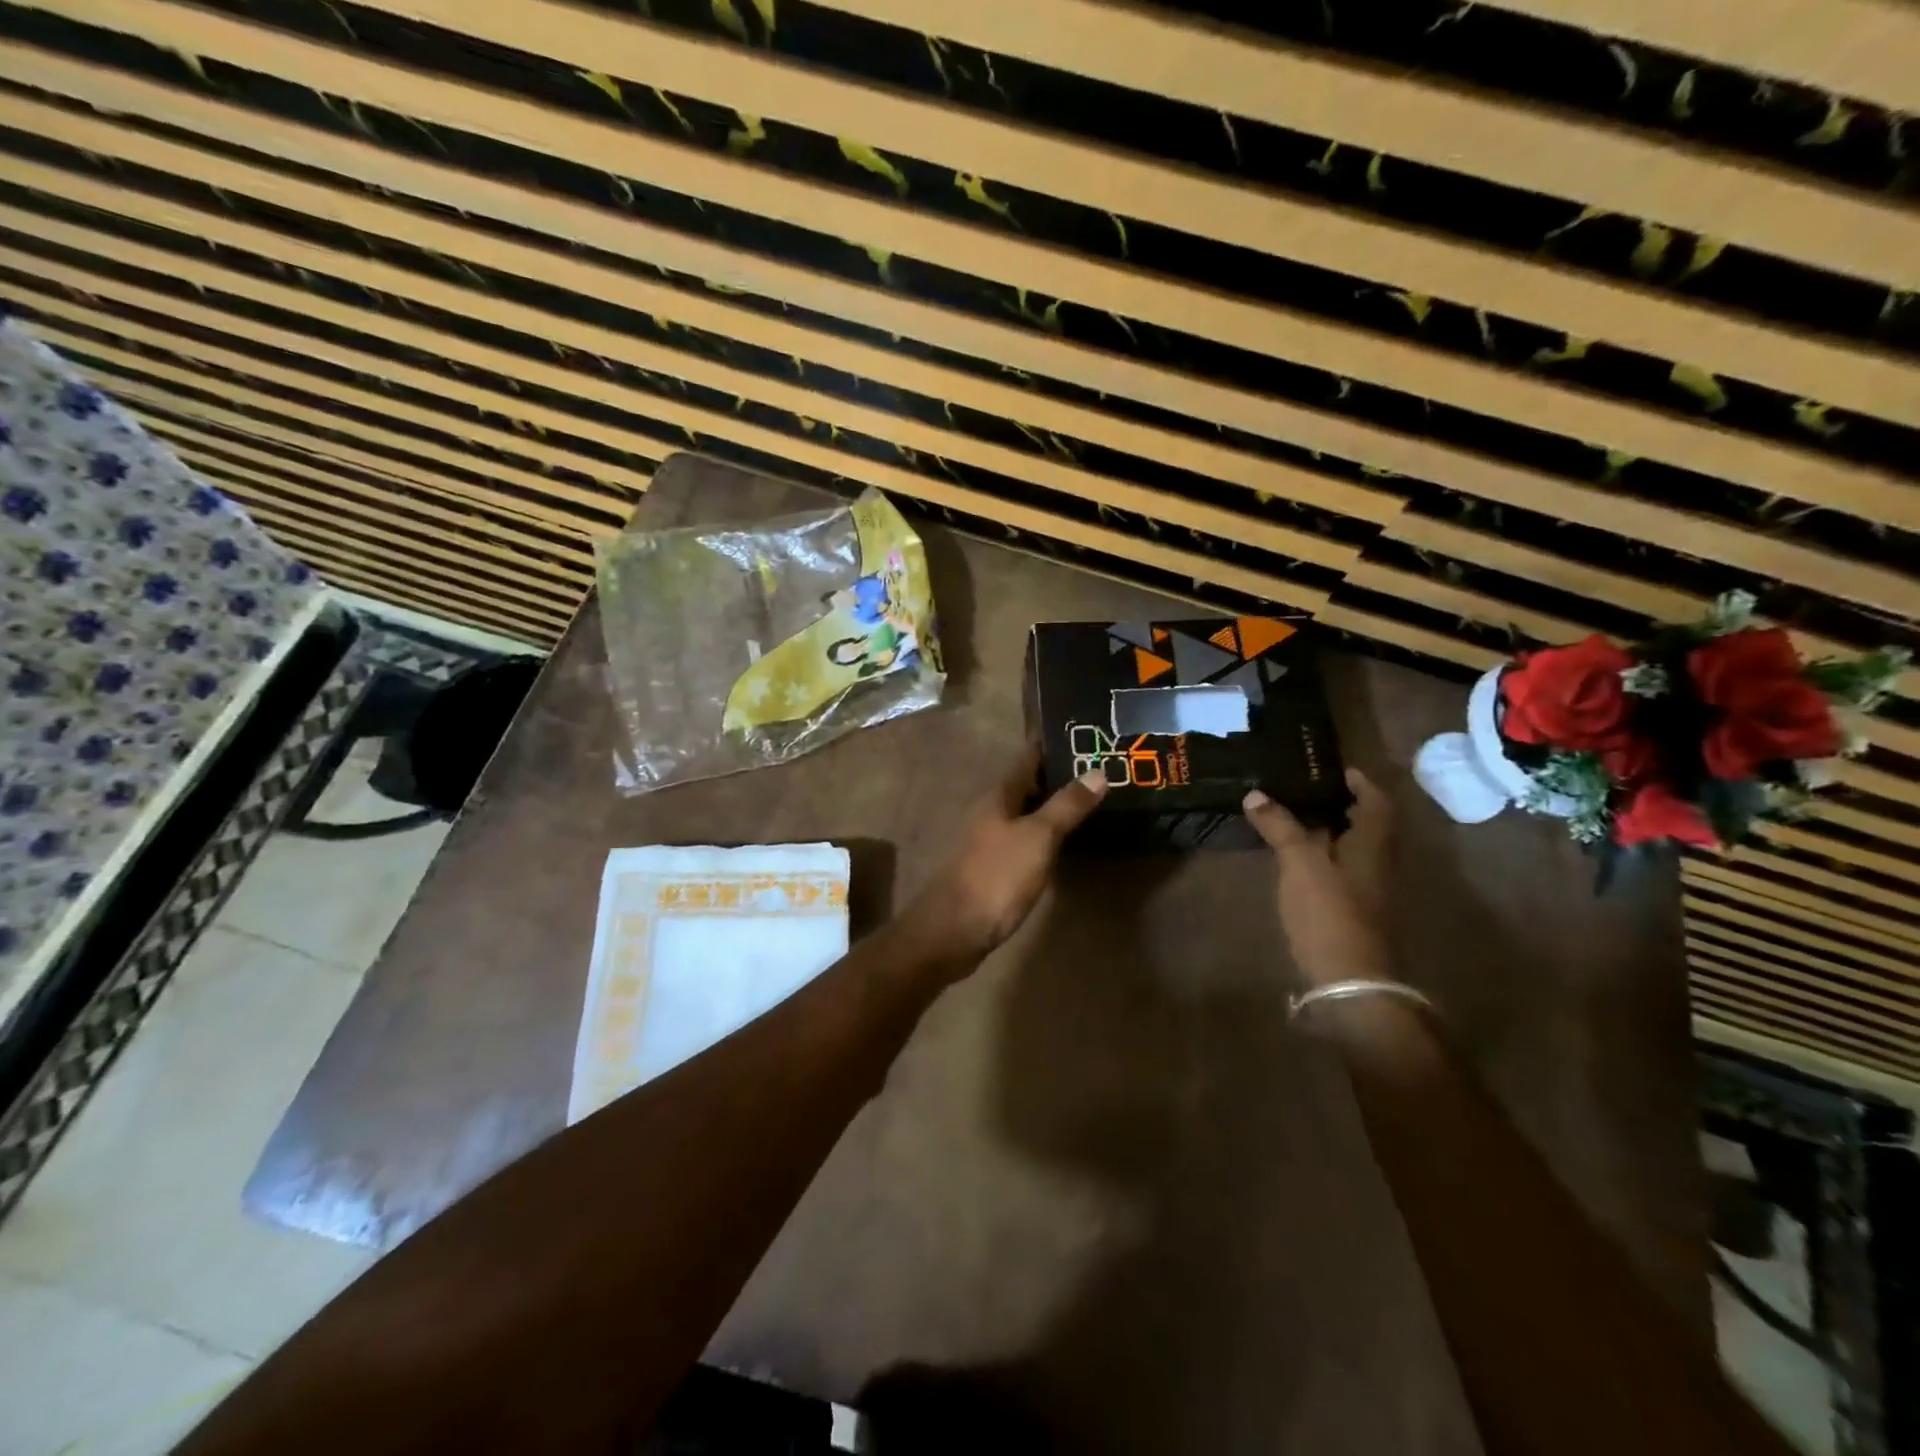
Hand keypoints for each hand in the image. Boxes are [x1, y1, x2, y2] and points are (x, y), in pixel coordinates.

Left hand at [908, 753, 1107, 971]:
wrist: (955, 930)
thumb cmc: (997, 876)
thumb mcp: (1038, 837)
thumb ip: (1067, 806)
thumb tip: (1098, 771)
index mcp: (998, 796)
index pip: (1027, 759)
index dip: (1052, 747)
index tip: (1083, 735)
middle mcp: (991, 812)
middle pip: (1027, 786)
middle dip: (1058, 777)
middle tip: (1099, 770)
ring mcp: (989, 841)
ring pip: (1025, 814)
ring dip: (1052, 807)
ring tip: (1091, 802)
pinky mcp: (994, 868)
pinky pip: (1024, 840)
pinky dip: (1045, 834)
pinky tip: (1065, 842)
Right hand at [1243, 768, 1393, 988]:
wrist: (1350, 980)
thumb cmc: (1330, 911)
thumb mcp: (1300, 863)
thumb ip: (1280, 826)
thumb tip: (1255, 794)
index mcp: (1373, 844)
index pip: (1376, 801)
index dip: (1360, 783)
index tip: (1334, 769)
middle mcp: (1377, 862)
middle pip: (1365, 823)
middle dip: (1339, 804)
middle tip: (1303, 789)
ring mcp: (1368, 888)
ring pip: (1351, 848)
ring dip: (1328, 830)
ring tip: (1291, 816)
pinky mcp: (1353, 909)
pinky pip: (1340, 869)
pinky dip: (1321, 855)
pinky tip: (1294, 857)